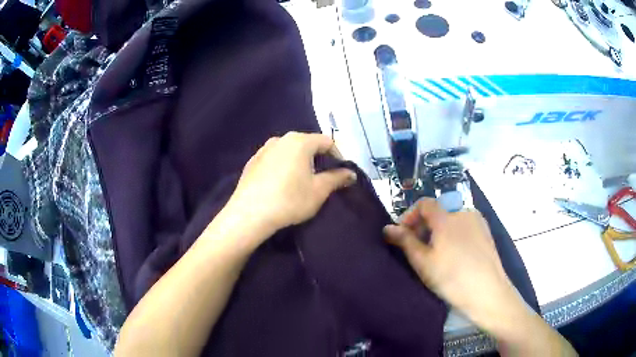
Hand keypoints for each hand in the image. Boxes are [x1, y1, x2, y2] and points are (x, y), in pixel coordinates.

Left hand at [225, 132, 356, 238]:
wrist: (249, 214)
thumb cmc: (290, 200)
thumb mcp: (319, 190)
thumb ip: (337, 178)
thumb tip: (351, 173)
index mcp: (299, 141)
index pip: (326, 142)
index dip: (338, 156)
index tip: (341, 173)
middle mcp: (281, 139)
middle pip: (307, 144)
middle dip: (318, 158)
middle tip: (322, 177)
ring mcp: (263, 149)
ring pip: (289, 151)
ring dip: (299, 162)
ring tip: (301, 181)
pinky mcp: (252, 162)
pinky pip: (274, 159)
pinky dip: (283, 166)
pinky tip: (281, 184)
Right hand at [383, 198, 522, 333]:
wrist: (487, 292)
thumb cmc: (452, 278)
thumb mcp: (423, 262)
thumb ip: (405, 242)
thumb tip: (387, 228)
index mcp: (447, 217)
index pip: (424, 203)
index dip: (410, 215)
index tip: (403, 235)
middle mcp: (464, 213)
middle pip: (438, 212)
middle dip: (423, 227)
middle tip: (418, 250)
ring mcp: (478, 222)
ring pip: (451, 221)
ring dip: (439, 232)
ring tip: (436, 255)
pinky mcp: (486, 233)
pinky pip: (464, 227)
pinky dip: (454, 235)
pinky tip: (454, 256)